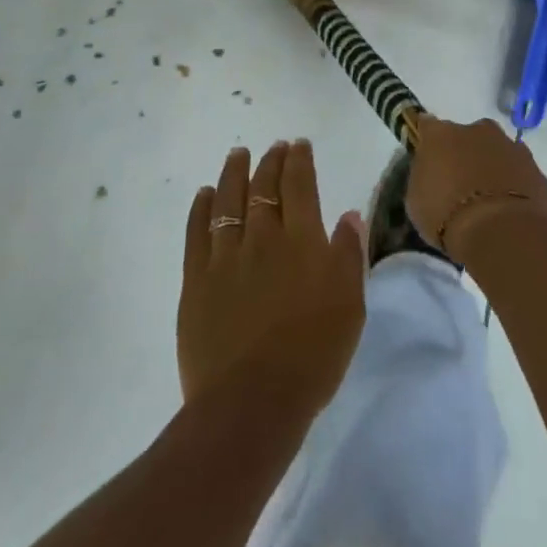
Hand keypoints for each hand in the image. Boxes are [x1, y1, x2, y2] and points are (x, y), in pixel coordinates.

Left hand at [176, 140, 366, 414]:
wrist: (253, 401)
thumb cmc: (313, 356)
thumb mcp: (349, 305)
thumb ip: (348, 255)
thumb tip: (349, 214)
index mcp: (303, 242)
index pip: (300, 186)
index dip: (299, 161)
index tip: (299, 145)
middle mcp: (263, 239)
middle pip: (264, 188)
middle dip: (271, 161)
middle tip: (274, 147)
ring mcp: (225, 258)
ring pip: (228, 202)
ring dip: (234, 174)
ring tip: (237, 154)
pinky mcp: (196, 281)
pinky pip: (196, 233)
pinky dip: (201, 209)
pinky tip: (204, 194)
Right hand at [407, 117, 546, 258]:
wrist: (504, 231)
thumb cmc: (448, 216)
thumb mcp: (417, 201)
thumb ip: (425, 177)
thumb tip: (432, 171)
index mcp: (442, 134)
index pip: (427, 127)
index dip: (428, 142)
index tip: (428, 159)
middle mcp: (478, 130)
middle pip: (468, 136)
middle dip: (465, 153)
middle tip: (460, 182)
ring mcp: (512, 147)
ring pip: (498, 152)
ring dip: (493, 167)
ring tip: (487, 199)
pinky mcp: (537, 169)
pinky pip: (519, 174)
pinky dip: (514, 185)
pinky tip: (509, 209)